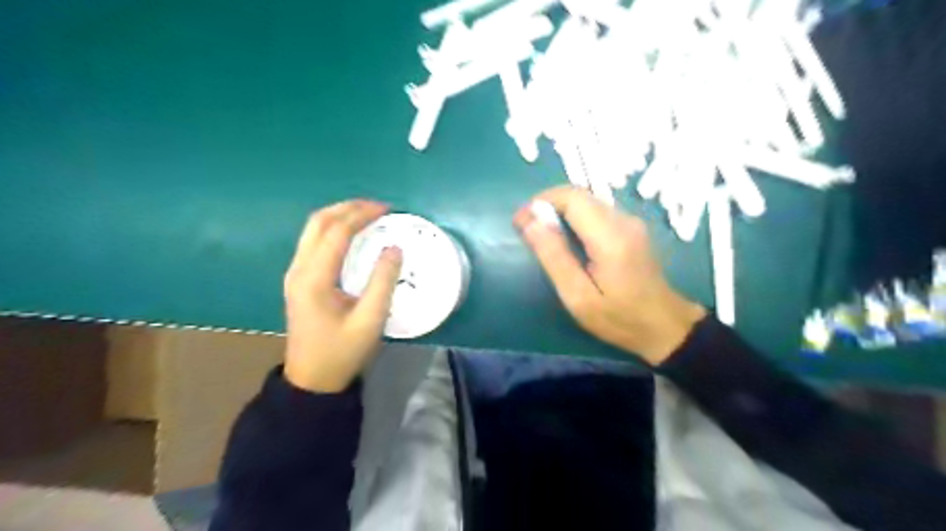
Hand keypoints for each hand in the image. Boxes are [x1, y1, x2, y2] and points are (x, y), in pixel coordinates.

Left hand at [279, 201, 399, 390]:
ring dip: (339, 216)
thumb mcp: (370, 320)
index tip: (387, 209)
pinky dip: (334, 229)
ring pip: (313, 230)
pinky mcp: (299, 280)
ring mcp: (295, 274)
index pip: (337, 232)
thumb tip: (394, 248)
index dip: (362, 215)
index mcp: (313, 278)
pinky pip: (314, 242)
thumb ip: (383, 282)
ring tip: (367, 214)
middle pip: (318, 222)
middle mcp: (298, 269)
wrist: (312, 380)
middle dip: (348, 207)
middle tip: (378, 207)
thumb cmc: (342, 352)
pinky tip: (352, 235)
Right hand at [514, 186, 704, 363]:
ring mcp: (630, 222)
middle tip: (526, 228)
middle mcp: (623, 220)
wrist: (665, 325)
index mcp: (610, 237)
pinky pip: (596, 211)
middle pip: (579, 195)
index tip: (520, 222)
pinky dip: (574, 217)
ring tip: (541, 234)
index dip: (540, 202)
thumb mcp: (578, 297)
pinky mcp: (631, 228)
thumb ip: (554, 257)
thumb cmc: (619, 318)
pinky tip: (565, 239)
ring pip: (587, 201)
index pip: (571, 198)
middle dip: (547, 205)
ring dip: (559, 210)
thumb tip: (529, 222)